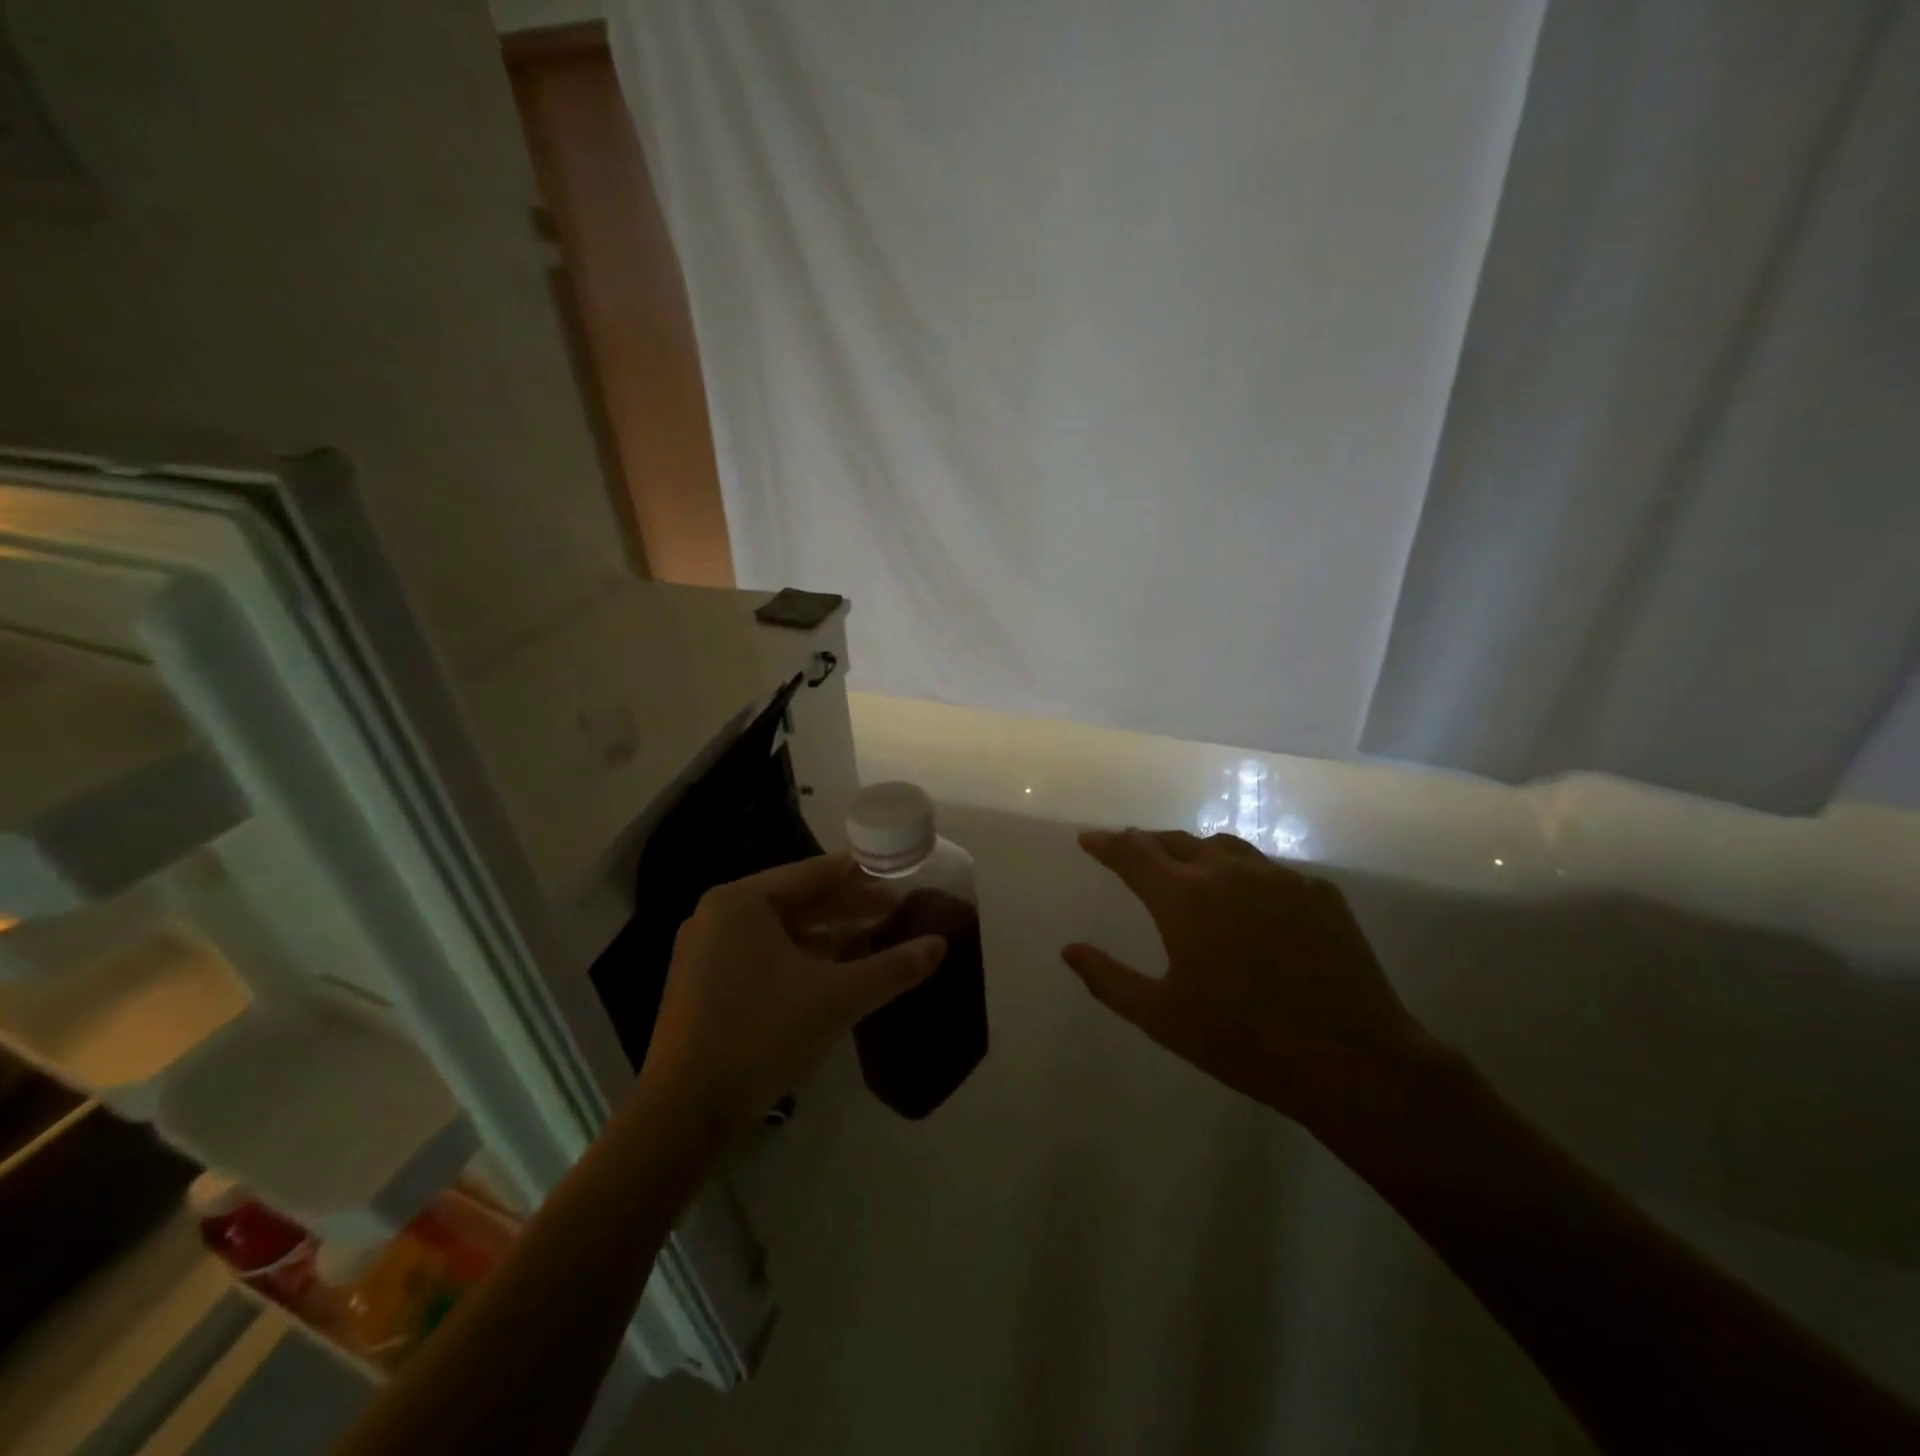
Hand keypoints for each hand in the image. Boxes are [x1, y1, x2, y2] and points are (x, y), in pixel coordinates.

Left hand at [640, 854, 946, 1138]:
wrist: (684, 1113)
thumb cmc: (763, 1034)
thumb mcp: (837, 997)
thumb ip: (891, 968)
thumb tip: (940, 945)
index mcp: (740, 901)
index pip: (812, 874)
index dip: (860, 877)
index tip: (897, 878)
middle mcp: (717, 916)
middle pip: (795, 901)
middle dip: (847, 909)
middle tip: (894, 912)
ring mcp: (704, 952)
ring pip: (779, 932)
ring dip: (826, 937)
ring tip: (872, 943)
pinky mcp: (702, 987)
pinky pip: (761, 956)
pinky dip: (799, 960)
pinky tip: (833, 975)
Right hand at [1062, 829, 1432, 1133]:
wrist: (1352, 1061)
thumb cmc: (1243, 1042)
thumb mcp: (1162, 1018)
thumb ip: (1109, 980)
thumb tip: (1069, 951)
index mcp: (1184, 898)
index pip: (1132, 852)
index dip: (1106, 843)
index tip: (1088, 839)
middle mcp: (1228, 872)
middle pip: (1176, 840)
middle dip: (1146, 843)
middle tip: (1131, 854)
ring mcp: (1278, 877)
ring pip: (1223, 846)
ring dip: (1194, 851)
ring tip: (1185, 870)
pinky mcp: (1318, 891)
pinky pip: (1267, 868)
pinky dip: (1241, 872)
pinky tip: (1246, 901)